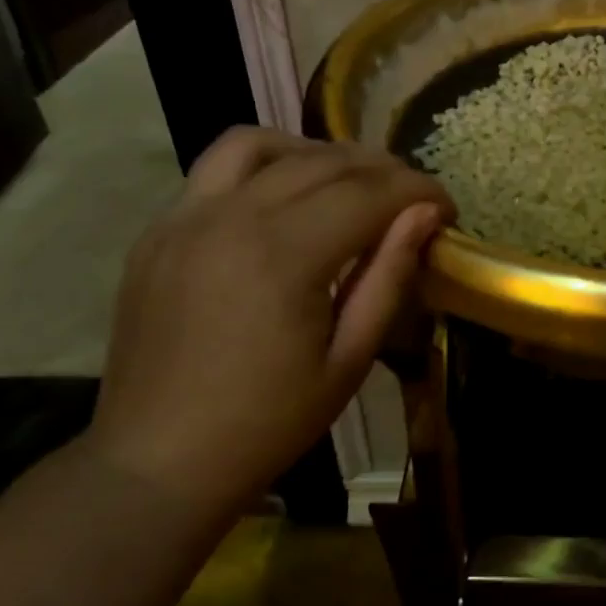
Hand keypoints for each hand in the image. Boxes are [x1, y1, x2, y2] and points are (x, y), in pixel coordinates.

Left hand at [86, 128, 451, 510]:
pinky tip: (284, 201)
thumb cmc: (268, 422)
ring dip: (315, 152)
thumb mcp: (349, 360)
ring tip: (347, 182)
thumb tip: (425, 214)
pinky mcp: (158, 232)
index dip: (417, 190)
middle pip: (321, 162)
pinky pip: (214, 171)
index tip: (447, 207)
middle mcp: (230, 216)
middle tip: (412, 197)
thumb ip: (389, 277)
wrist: (159, 460)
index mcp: (283, 255)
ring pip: (259, 145)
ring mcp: (184, 218)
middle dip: (381, 169)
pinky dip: (262, 168)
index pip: (367, 193)